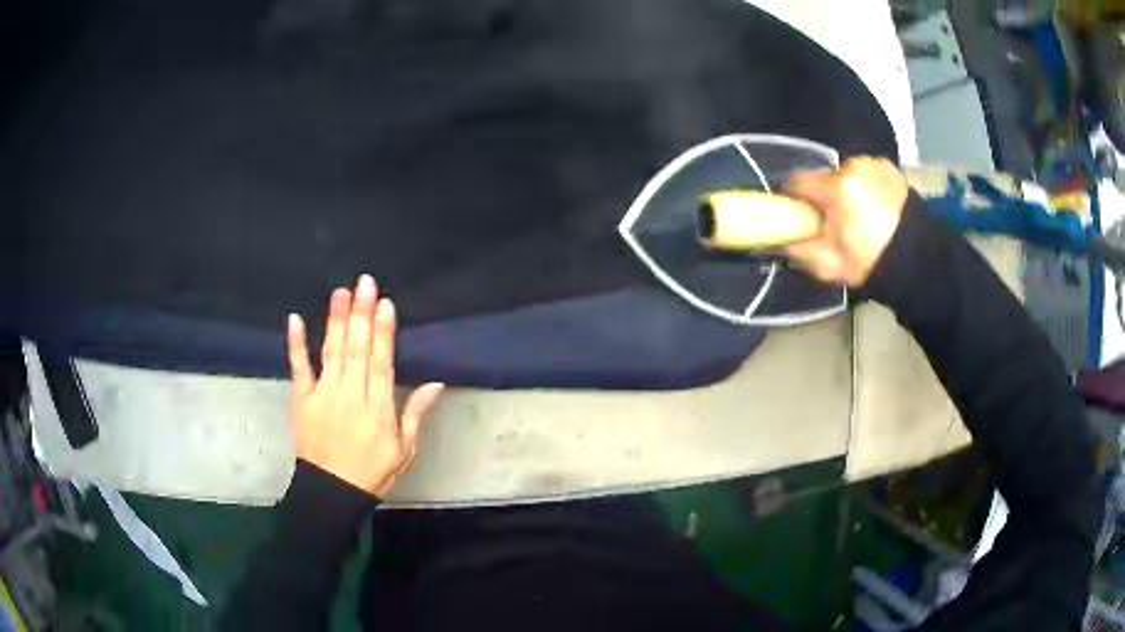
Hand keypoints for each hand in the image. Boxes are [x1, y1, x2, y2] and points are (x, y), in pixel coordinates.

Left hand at [287, 275, 444, 497]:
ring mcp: (324, 395)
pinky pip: (299, 368)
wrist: (332, 493)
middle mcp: (351, 396)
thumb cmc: (373, 472)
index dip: (383, 332)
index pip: (381, 362)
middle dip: (361, 314)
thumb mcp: (405, 450)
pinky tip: (295, 319)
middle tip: (364, 282)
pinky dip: (296, 344)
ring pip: (331, 352)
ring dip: (335, 320)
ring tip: (341, 292)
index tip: (385, 303)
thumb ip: (415, 414)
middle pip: (356, 349)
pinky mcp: (302, 399)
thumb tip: (435, 383)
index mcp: (378, 408)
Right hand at [782, 156, 908, 287]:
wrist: (920, 262)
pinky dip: (866, 186)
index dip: (794, 198)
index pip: (797, 181)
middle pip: (824, 178)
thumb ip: (798, 250)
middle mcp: (853, 167)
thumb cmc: (872, 263)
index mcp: (836, 189)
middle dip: (825, 196)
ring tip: (859, 216)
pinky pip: (867, 173)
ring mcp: (874, 165)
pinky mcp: (890, 168)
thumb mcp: (829, 265)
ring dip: (847, 190)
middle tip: (834, 222)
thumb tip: (776, 240)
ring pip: (847, 174)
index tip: (799, 213)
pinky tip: (875, 208)